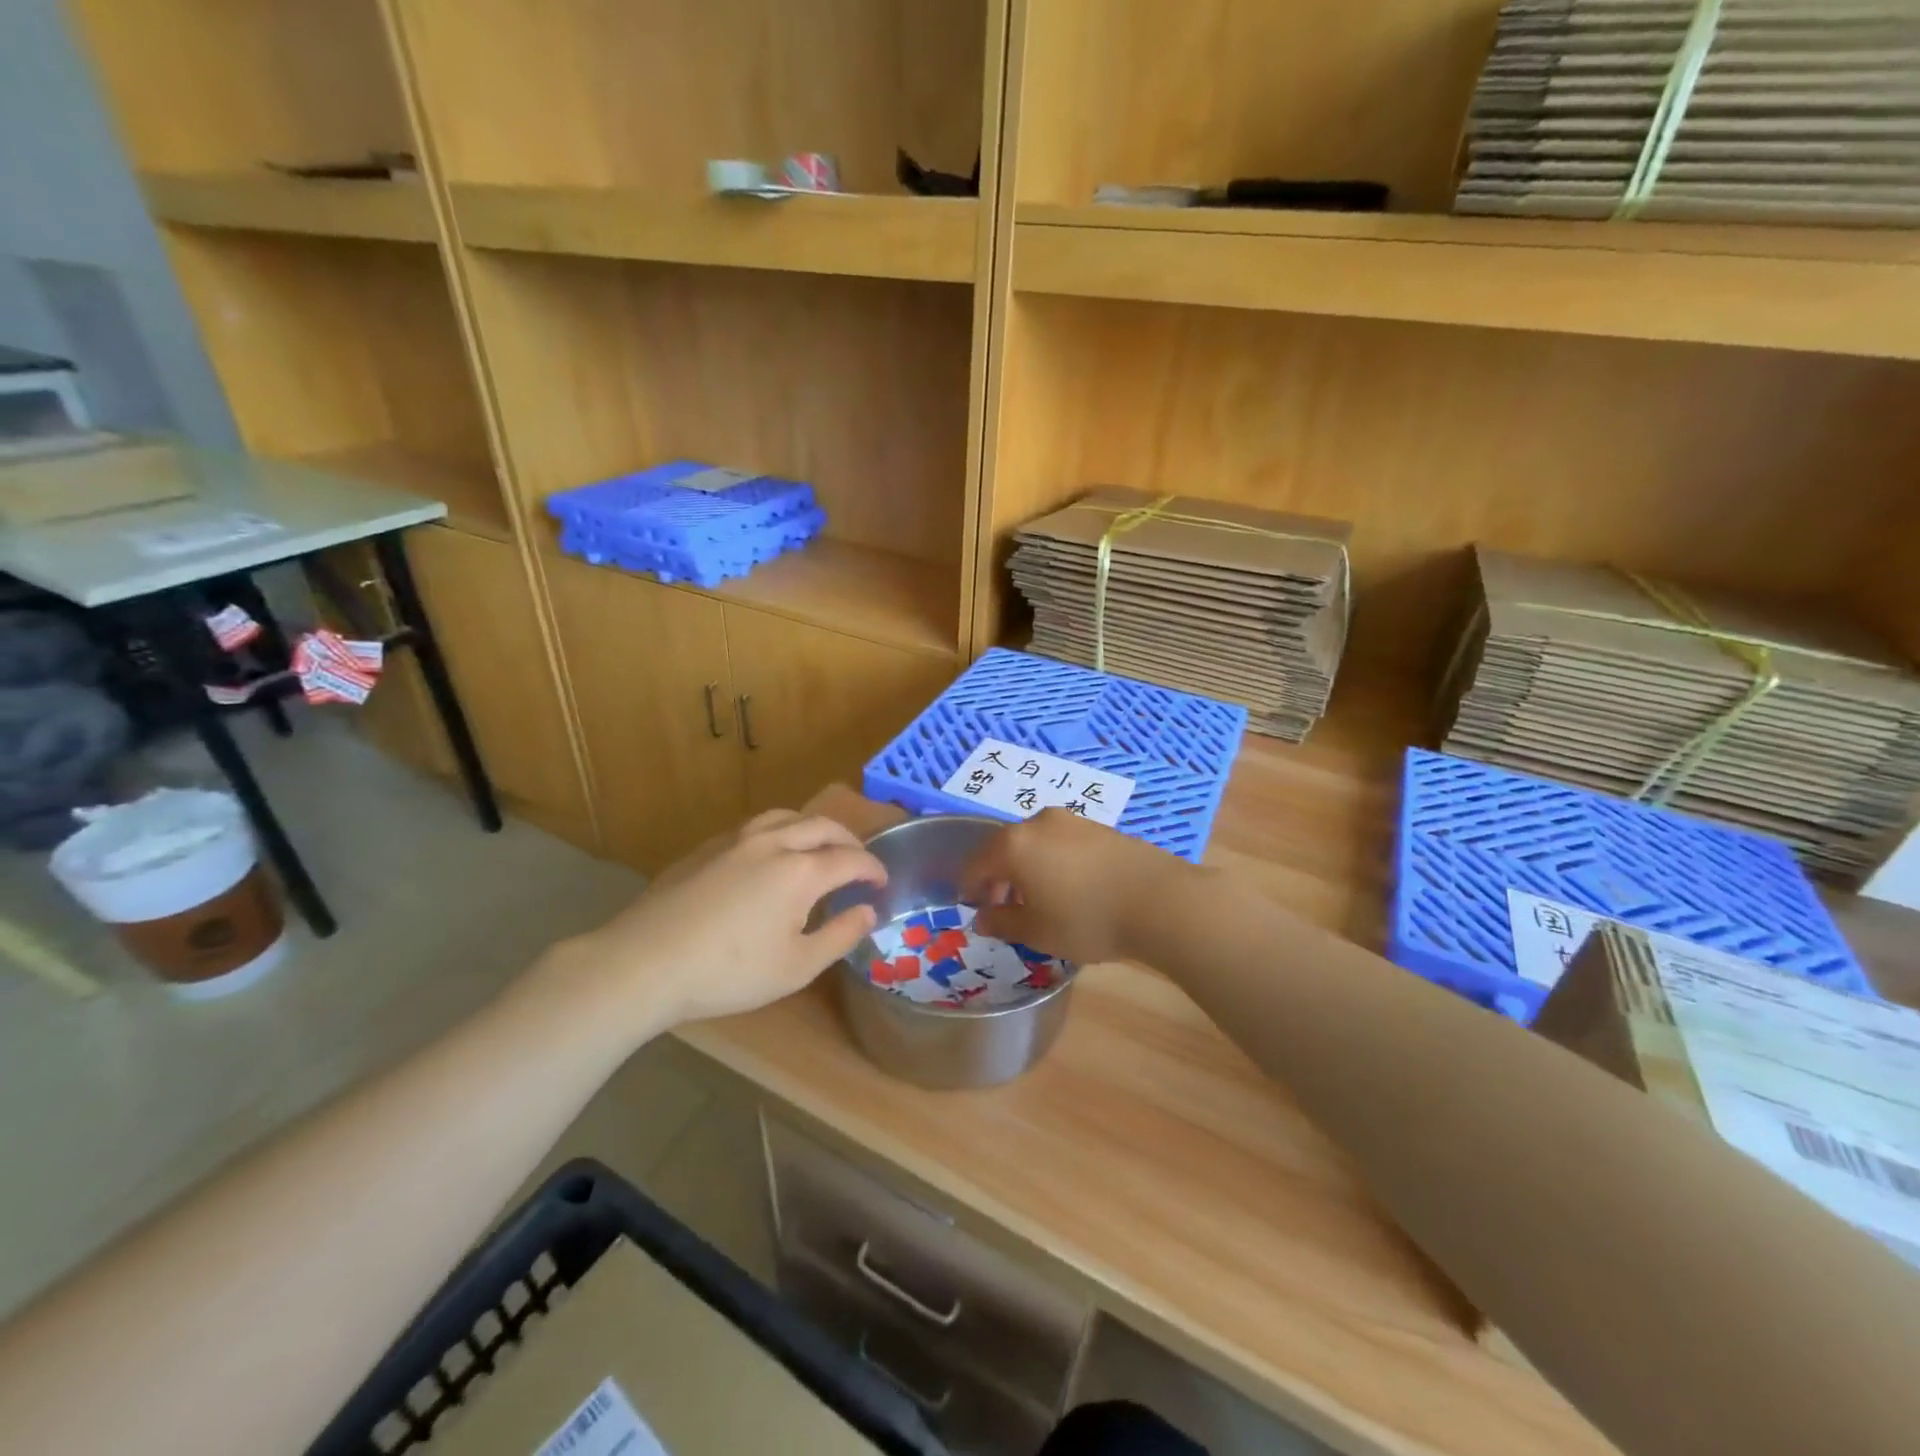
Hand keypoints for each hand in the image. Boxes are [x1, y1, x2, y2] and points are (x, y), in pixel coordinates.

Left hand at [535, 810, 885, 1037]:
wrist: (645, 963)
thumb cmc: (729, 972)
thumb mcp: (796, 967)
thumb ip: (840, 935)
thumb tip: (868, 911)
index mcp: (800, 871)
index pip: (851, 859)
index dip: (872, 868)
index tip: (882, 882)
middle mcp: (773, 843)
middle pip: (821, 826)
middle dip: (848, 840)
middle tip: (859, 861)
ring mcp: (735, 841)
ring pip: (785, 816)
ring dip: (812, 828)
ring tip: (818, 847)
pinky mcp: (706, 849)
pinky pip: (755, 827)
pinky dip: (779, 832)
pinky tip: (769, 857)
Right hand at [961, 808, 1188, 965]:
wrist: (1158, 900)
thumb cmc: (1086, 918)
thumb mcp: (1037, 931)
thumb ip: (1003, 922)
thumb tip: (983, 918)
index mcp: (1014, 845)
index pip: (976, 863)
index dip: (970, 887)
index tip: (974, 909)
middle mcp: (1038, 823)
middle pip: (1004, 848)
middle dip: (998, 877)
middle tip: (1004, 908)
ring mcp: (1072, 821)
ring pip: (1034, 843)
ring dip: (1027, 868)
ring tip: (1038, 900)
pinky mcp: (1099, 827)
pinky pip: (1061, 843)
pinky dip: (1052, 862)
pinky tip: (1069, 888)